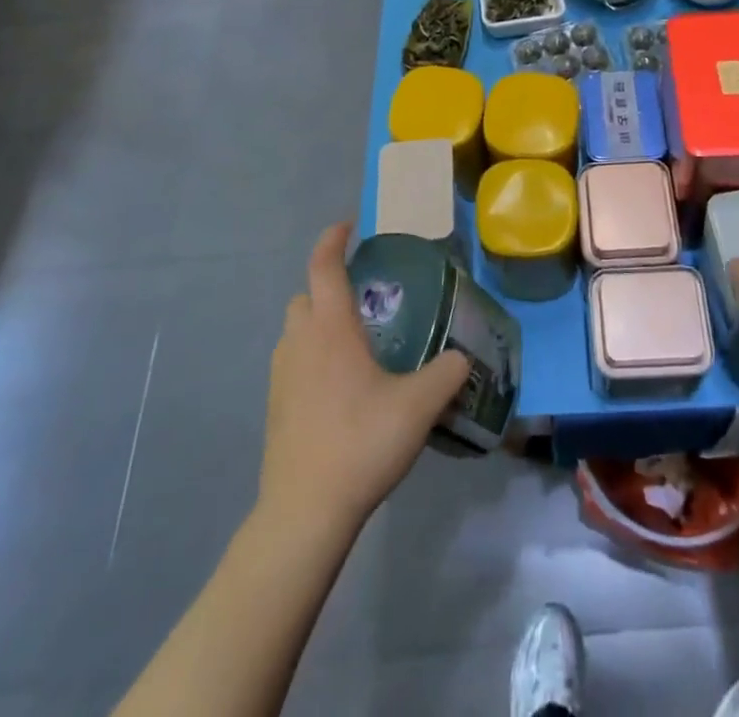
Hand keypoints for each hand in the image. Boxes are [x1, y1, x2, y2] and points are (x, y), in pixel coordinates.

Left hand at [260, 224, 469, 528]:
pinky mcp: (274, 408)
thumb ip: (447, 373)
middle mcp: (299, 342)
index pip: (324, 265)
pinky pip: (292, 364)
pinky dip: (311, 358)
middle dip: (327, 286)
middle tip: (363, 298)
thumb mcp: (420, 405)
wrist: (304, 511)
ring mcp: (281, 376)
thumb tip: (463, 357)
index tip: (349, 226)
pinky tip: (340, 388)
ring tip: (354, 344)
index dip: (334, 239)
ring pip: (295, 331)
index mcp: (330, 328)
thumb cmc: (361, 441)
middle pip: (304, 296)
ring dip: (318, 324)